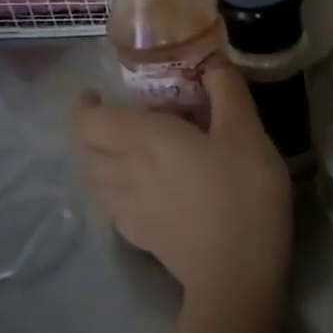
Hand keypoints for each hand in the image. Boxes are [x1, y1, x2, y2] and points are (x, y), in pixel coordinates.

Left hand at [73, 65, 292, 315]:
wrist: (236, 269)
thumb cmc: (242, 191)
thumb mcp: (247, 131)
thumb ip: (227, 91)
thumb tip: (213, 62)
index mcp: (144, 138)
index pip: (89, 119)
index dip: (85, 105)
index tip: (99, 94)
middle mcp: (123, 170)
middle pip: (87, 147)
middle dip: (96, 129)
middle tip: (127, 120)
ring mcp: (126, 208)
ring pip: (96, 177)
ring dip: (104, 159)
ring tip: (134, 153)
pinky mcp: (138, 236)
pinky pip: (112, 203)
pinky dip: (118, 188)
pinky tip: (147, 190)